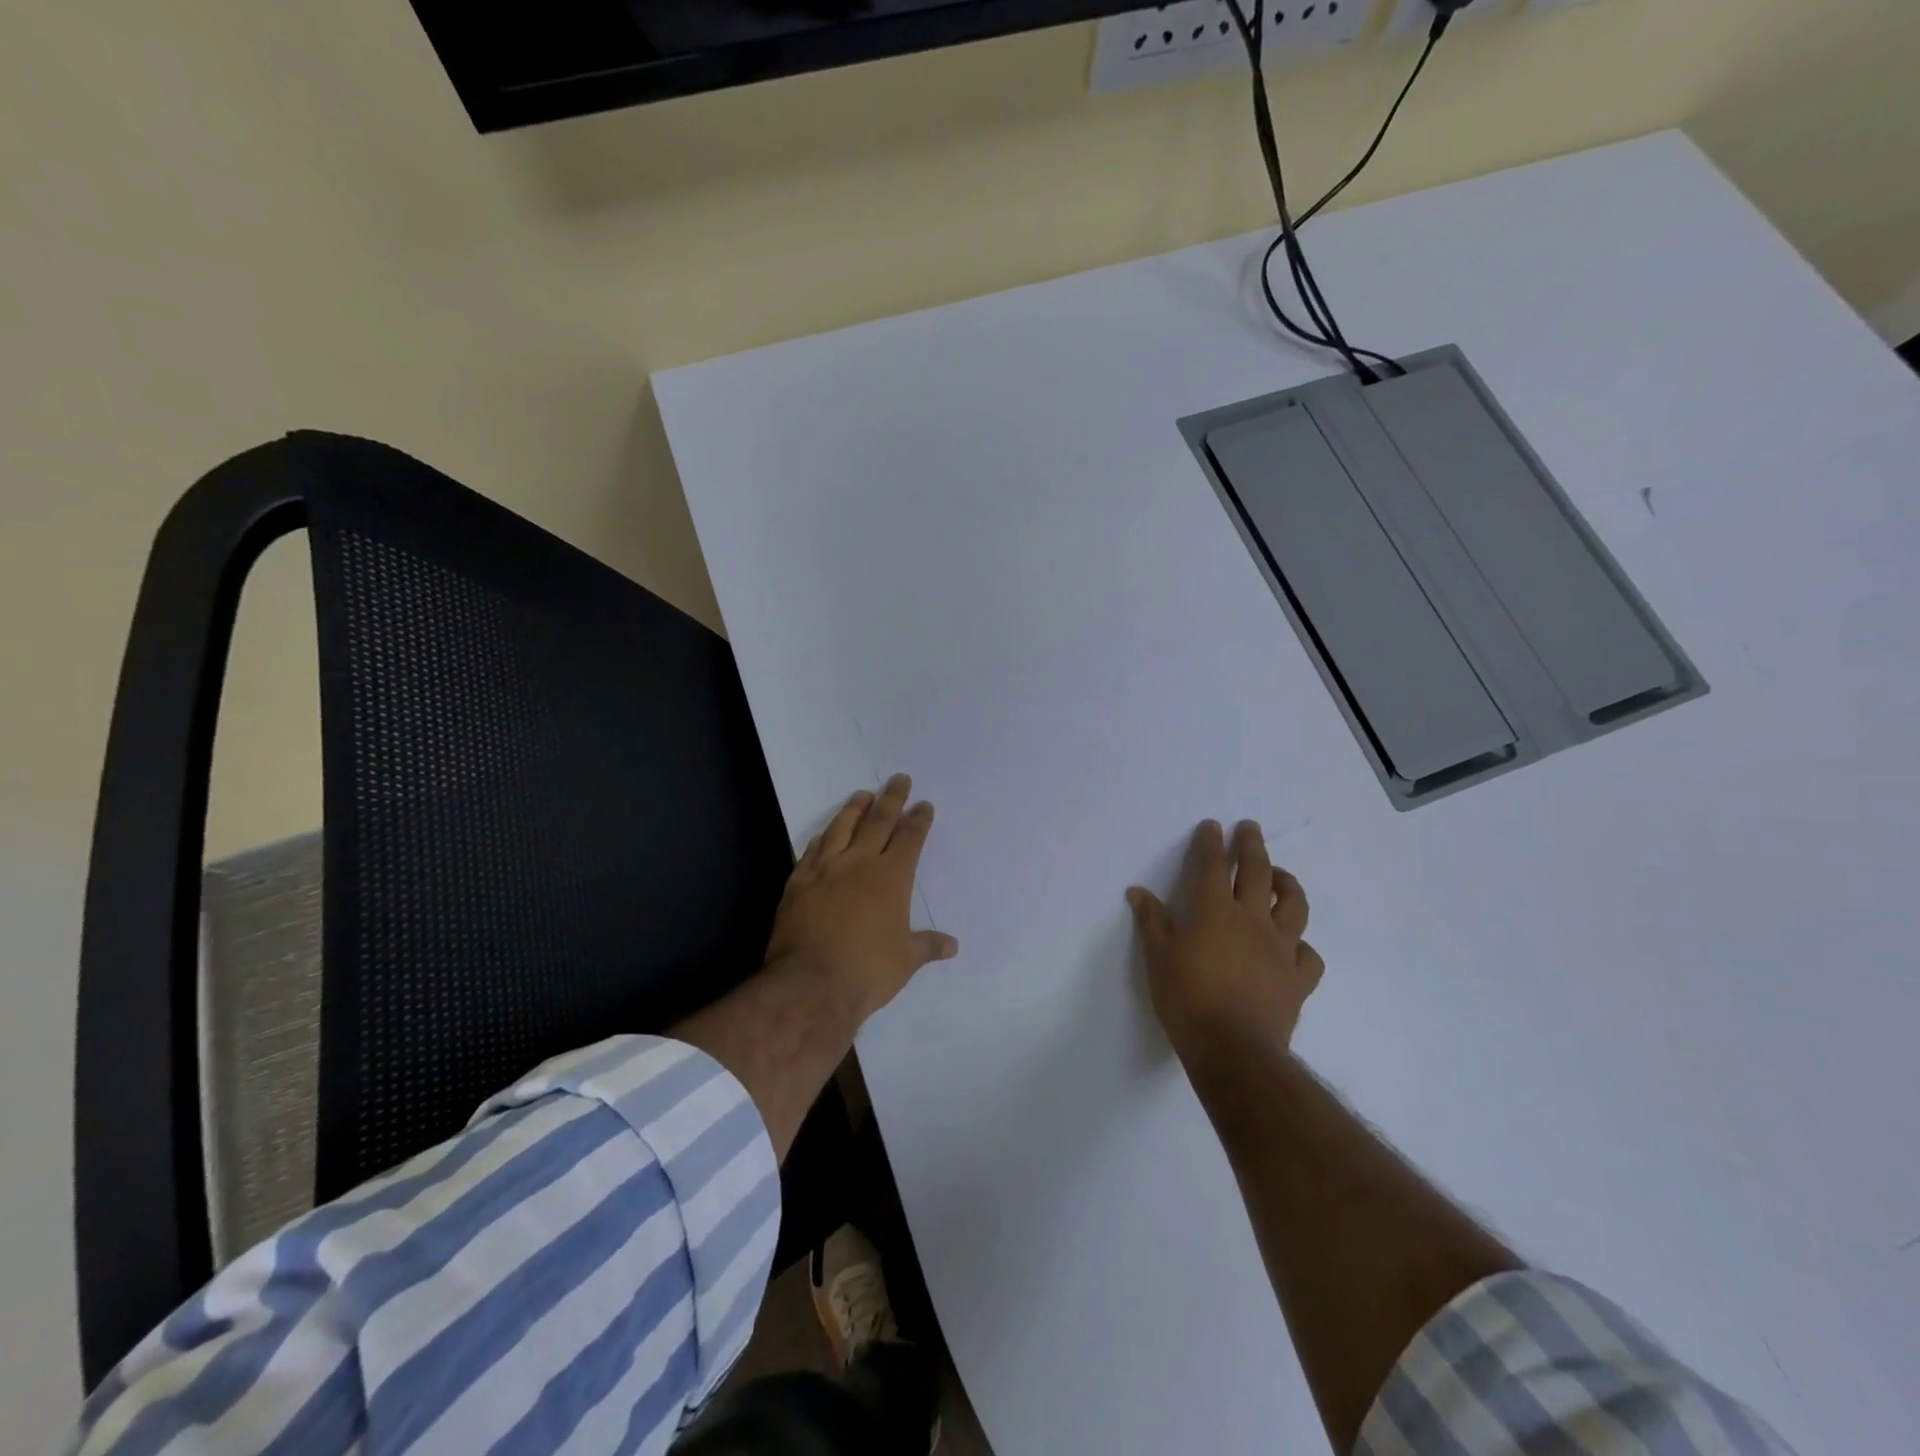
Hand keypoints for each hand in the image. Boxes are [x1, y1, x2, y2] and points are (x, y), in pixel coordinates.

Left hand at [764, 774, 958, 1020]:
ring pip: (842, 827)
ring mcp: (825, 869)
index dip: (918, 820)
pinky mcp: (798, 881)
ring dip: (854, 809)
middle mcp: (859, 863)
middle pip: (878, 821)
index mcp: (891, 877)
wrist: (810, 983)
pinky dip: (823, 838)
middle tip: (899, 779)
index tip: (924, 805)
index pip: (909, 838)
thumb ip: (927, 946)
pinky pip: (812, 850)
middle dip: (892, 798)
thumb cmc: (867, 970)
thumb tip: (952, 945)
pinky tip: (825, 834)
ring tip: (863, 795)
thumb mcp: (906, 960)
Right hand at [1127, 819, 1323, 1062]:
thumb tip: (1138, 891)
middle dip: (1252, 846)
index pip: (1212, 866)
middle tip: (1250, 828)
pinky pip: (1308, 954)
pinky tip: (1294, 945)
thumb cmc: (1187, 999)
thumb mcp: (1158, 958)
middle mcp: (1252, 920)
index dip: (1211, 843)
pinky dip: (1301, 945)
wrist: (1234, 1049)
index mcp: (1214, 911)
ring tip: (1280, 875)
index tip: (1212, 826)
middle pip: (1257, 872)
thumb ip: (1151, 922)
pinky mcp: (1298, 978)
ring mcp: (1280, 948)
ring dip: (1287, 883)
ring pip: (1293, 905)